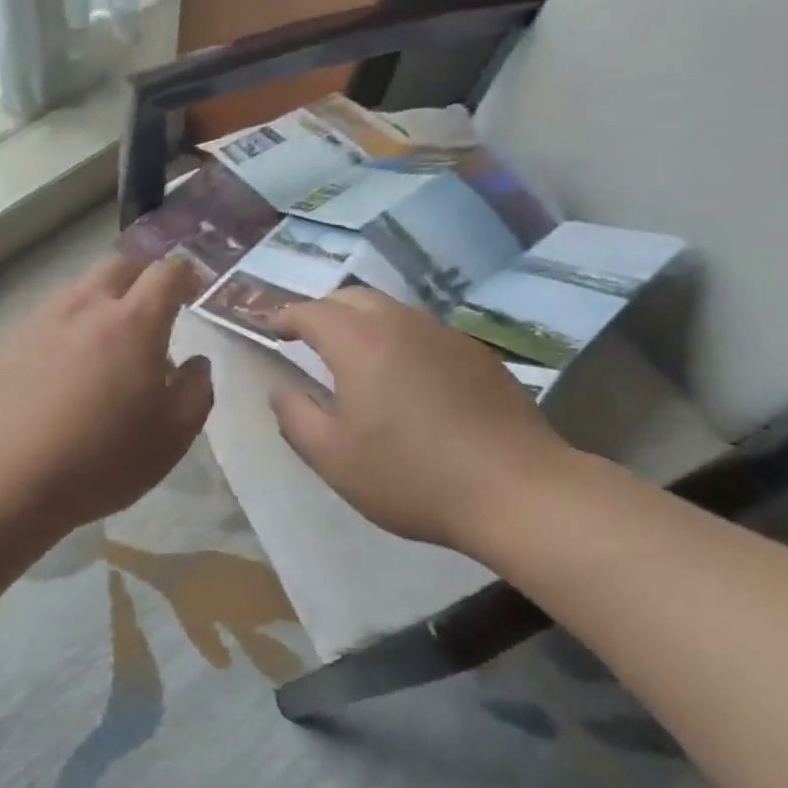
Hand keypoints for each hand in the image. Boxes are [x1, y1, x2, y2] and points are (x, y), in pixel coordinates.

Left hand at [0, 254, 212, 535]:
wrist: (7, 480)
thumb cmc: (102, 459)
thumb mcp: (172, 437)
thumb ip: (196, 390)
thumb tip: (196, 363)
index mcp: (133, 322)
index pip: (166, 272)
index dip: (186, 274)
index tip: (193, 290)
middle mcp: (86, 307)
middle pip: (120, 265)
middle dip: (143, 275)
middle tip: (153, 306)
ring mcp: (42, 320)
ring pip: (81, 288)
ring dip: (103, 300)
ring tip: (108, 340)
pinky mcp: (10, 342)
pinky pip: (50, 318)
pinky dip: (70, 326)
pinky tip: (65, 367)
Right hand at [269, 286, 574, 555]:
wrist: (516, 489)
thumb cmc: (411, 475)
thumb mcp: (334, 458)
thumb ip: (296, 418)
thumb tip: (281, 390)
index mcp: (360, 343)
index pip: (312, 312)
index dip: (286, 317)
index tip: (271, 328)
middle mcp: (401, 324)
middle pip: (352, 298)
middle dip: (324, 311)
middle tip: (309, 338)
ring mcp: (444, 336)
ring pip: (391, 311)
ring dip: (363, 322)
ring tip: (354, 356)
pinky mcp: (476, 354)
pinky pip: (423, 332)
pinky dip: (398, 340)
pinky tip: (406, 378)